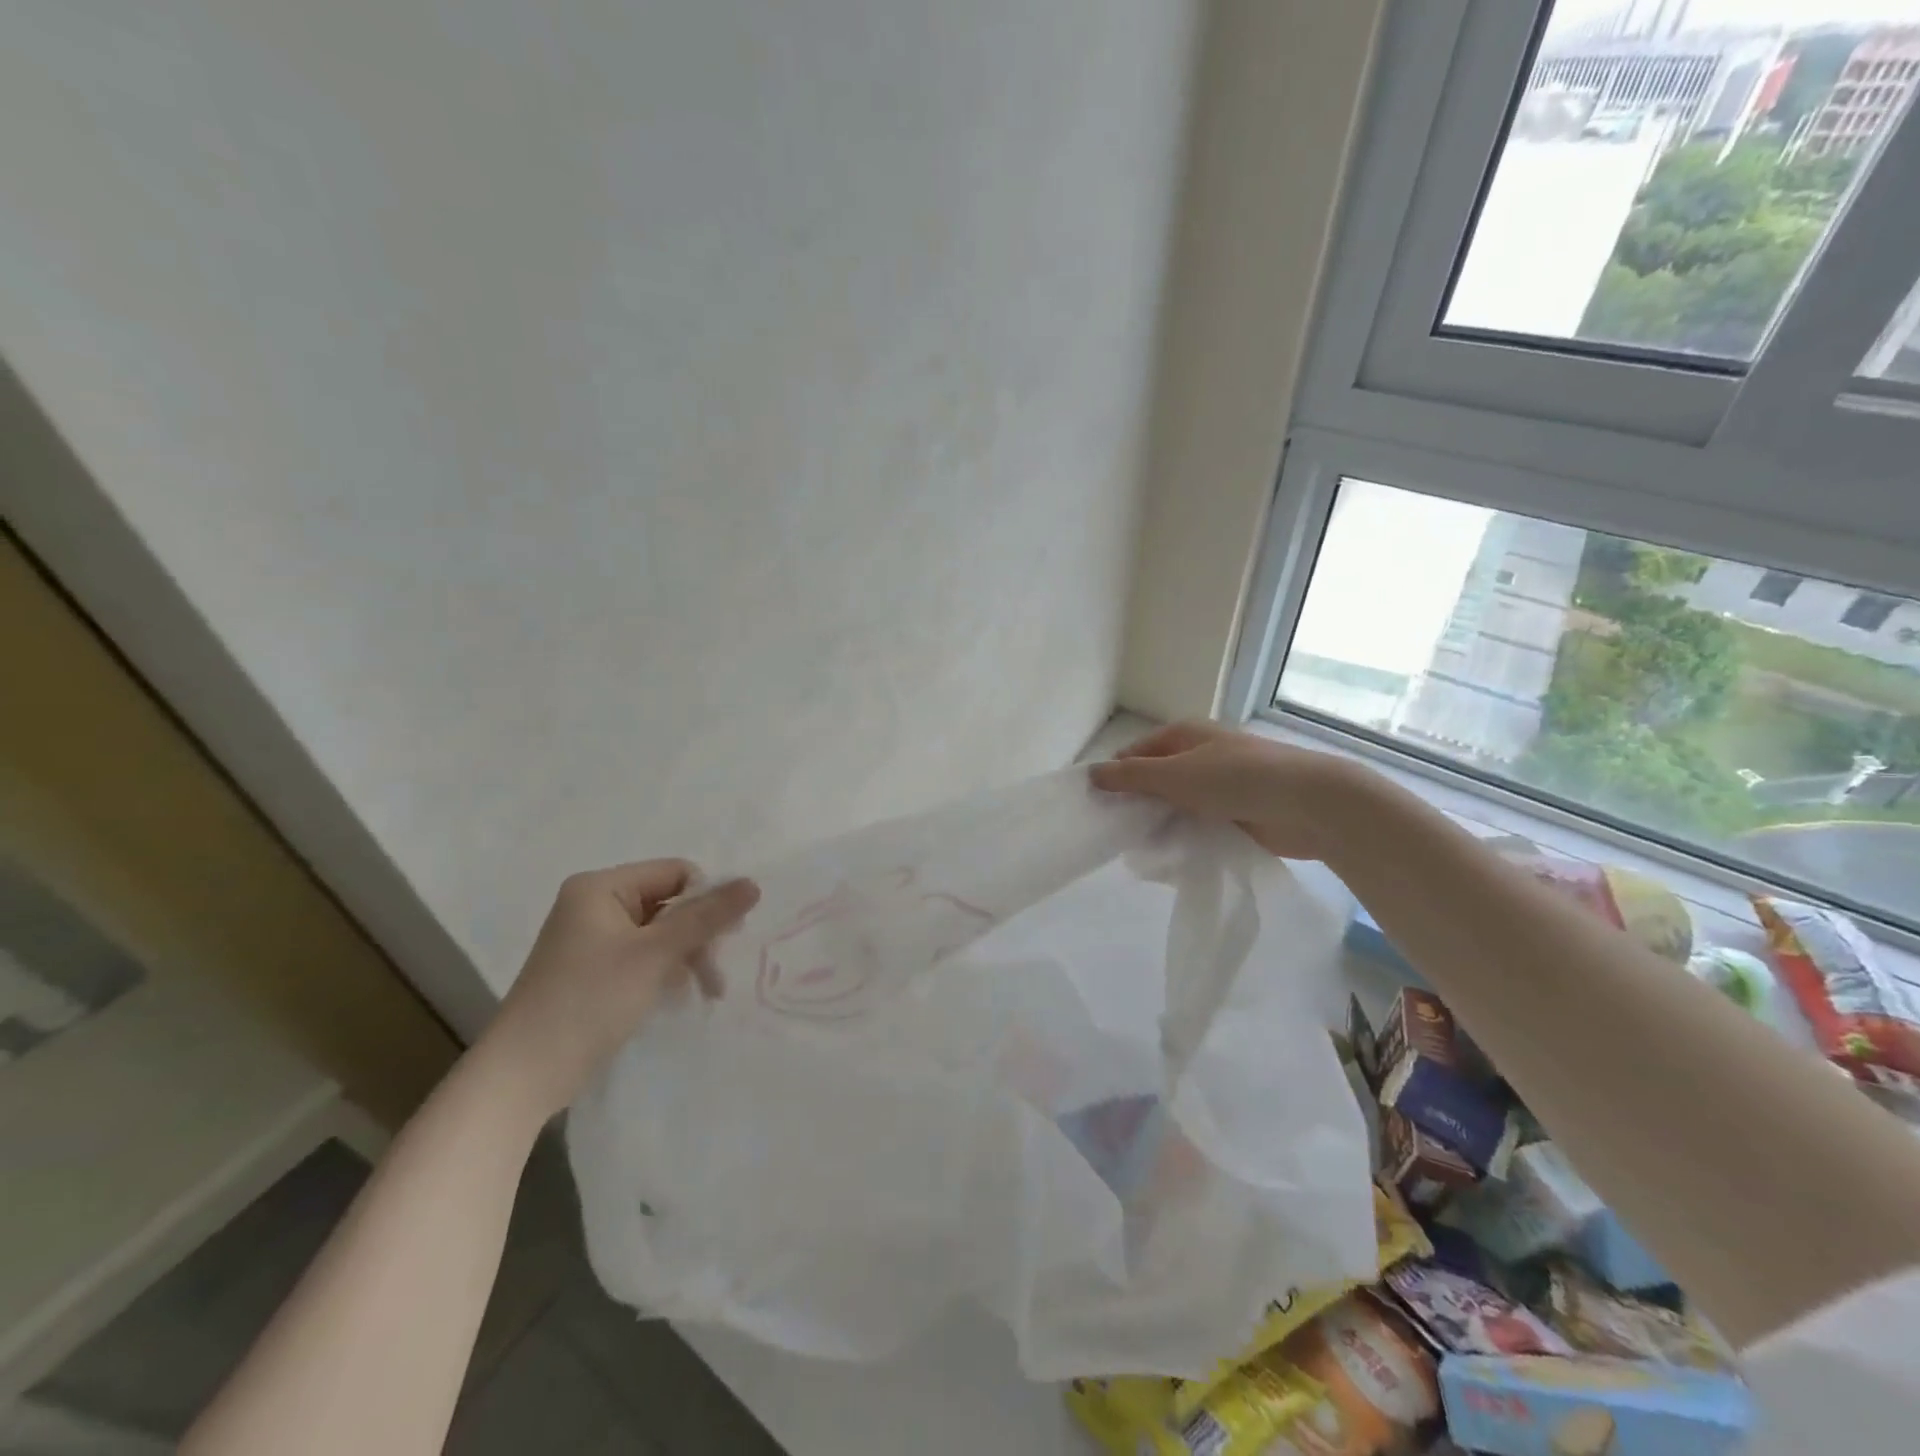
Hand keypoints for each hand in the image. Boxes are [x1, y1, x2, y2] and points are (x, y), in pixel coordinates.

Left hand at [476, 860, 759, 1121]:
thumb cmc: (590, 1001)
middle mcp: (593, 904)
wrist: (523, 1075)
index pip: (676, 873)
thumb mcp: (656, 954)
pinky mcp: (592, 970)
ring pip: (660, 932)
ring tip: (707, 992)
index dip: (706, 900)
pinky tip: (679, 995)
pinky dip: (665, 971)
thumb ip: (707, 916)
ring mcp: (591, 939)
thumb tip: (754, 883)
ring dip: (687, 956)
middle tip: (716, 975)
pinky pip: (643, 955)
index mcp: (601, 887)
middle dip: (698, 935)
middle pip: (670, 902)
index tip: (725, 939)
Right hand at [1089, 721, 1366, 860]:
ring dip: (1161, 826)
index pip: (1134, 755)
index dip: (1115, 778)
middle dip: (1137, 806)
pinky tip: (1172, 861)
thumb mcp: (1175, 774)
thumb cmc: (1237, 779)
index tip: (1099, 808)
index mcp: (1183, 736)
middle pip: (1154, 782)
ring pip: (1175, 807)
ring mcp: (1219, 787)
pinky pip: (1198, 827)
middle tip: (1117, 836)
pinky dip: (1185, 840)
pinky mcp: (1235, 815)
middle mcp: (1199, 757)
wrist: (1310, 804)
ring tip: (1142, 854)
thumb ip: (1131, 776)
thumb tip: (1091, 773)